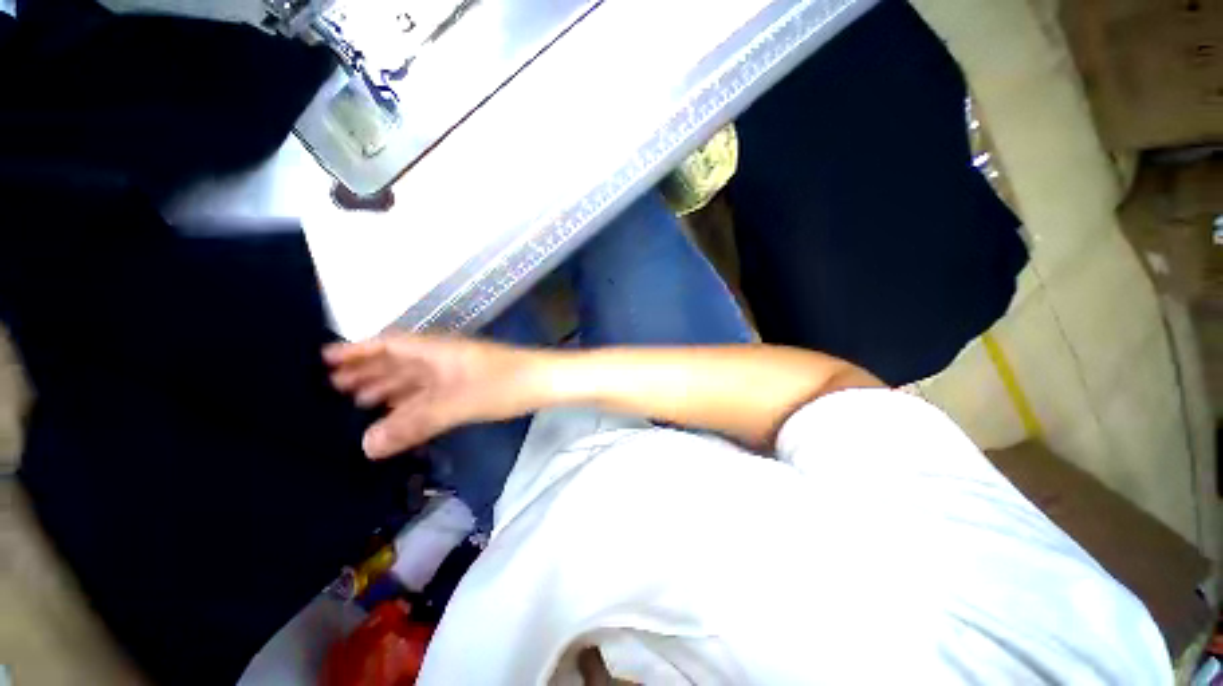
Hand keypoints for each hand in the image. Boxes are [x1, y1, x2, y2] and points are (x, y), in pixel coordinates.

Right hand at [324, 335, 543, 458]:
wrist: (546, 381)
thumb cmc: (504, 384)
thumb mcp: (456, 404)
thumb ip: (414, 423)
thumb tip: (364, 446)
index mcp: (436, 350)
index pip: (389, 344)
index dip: (357, 350)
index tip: (324, 360)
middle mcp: (443, 356)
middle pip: (398, 360)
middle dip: (368, 371)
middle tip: (334, 388)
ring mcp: (458, 370)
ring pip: (415, 376)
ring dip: (389, 386)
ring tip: (359, 402)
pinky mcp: (470, 384)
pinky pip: (432, 390)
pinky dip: (413, 399)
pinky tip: (402, 412)